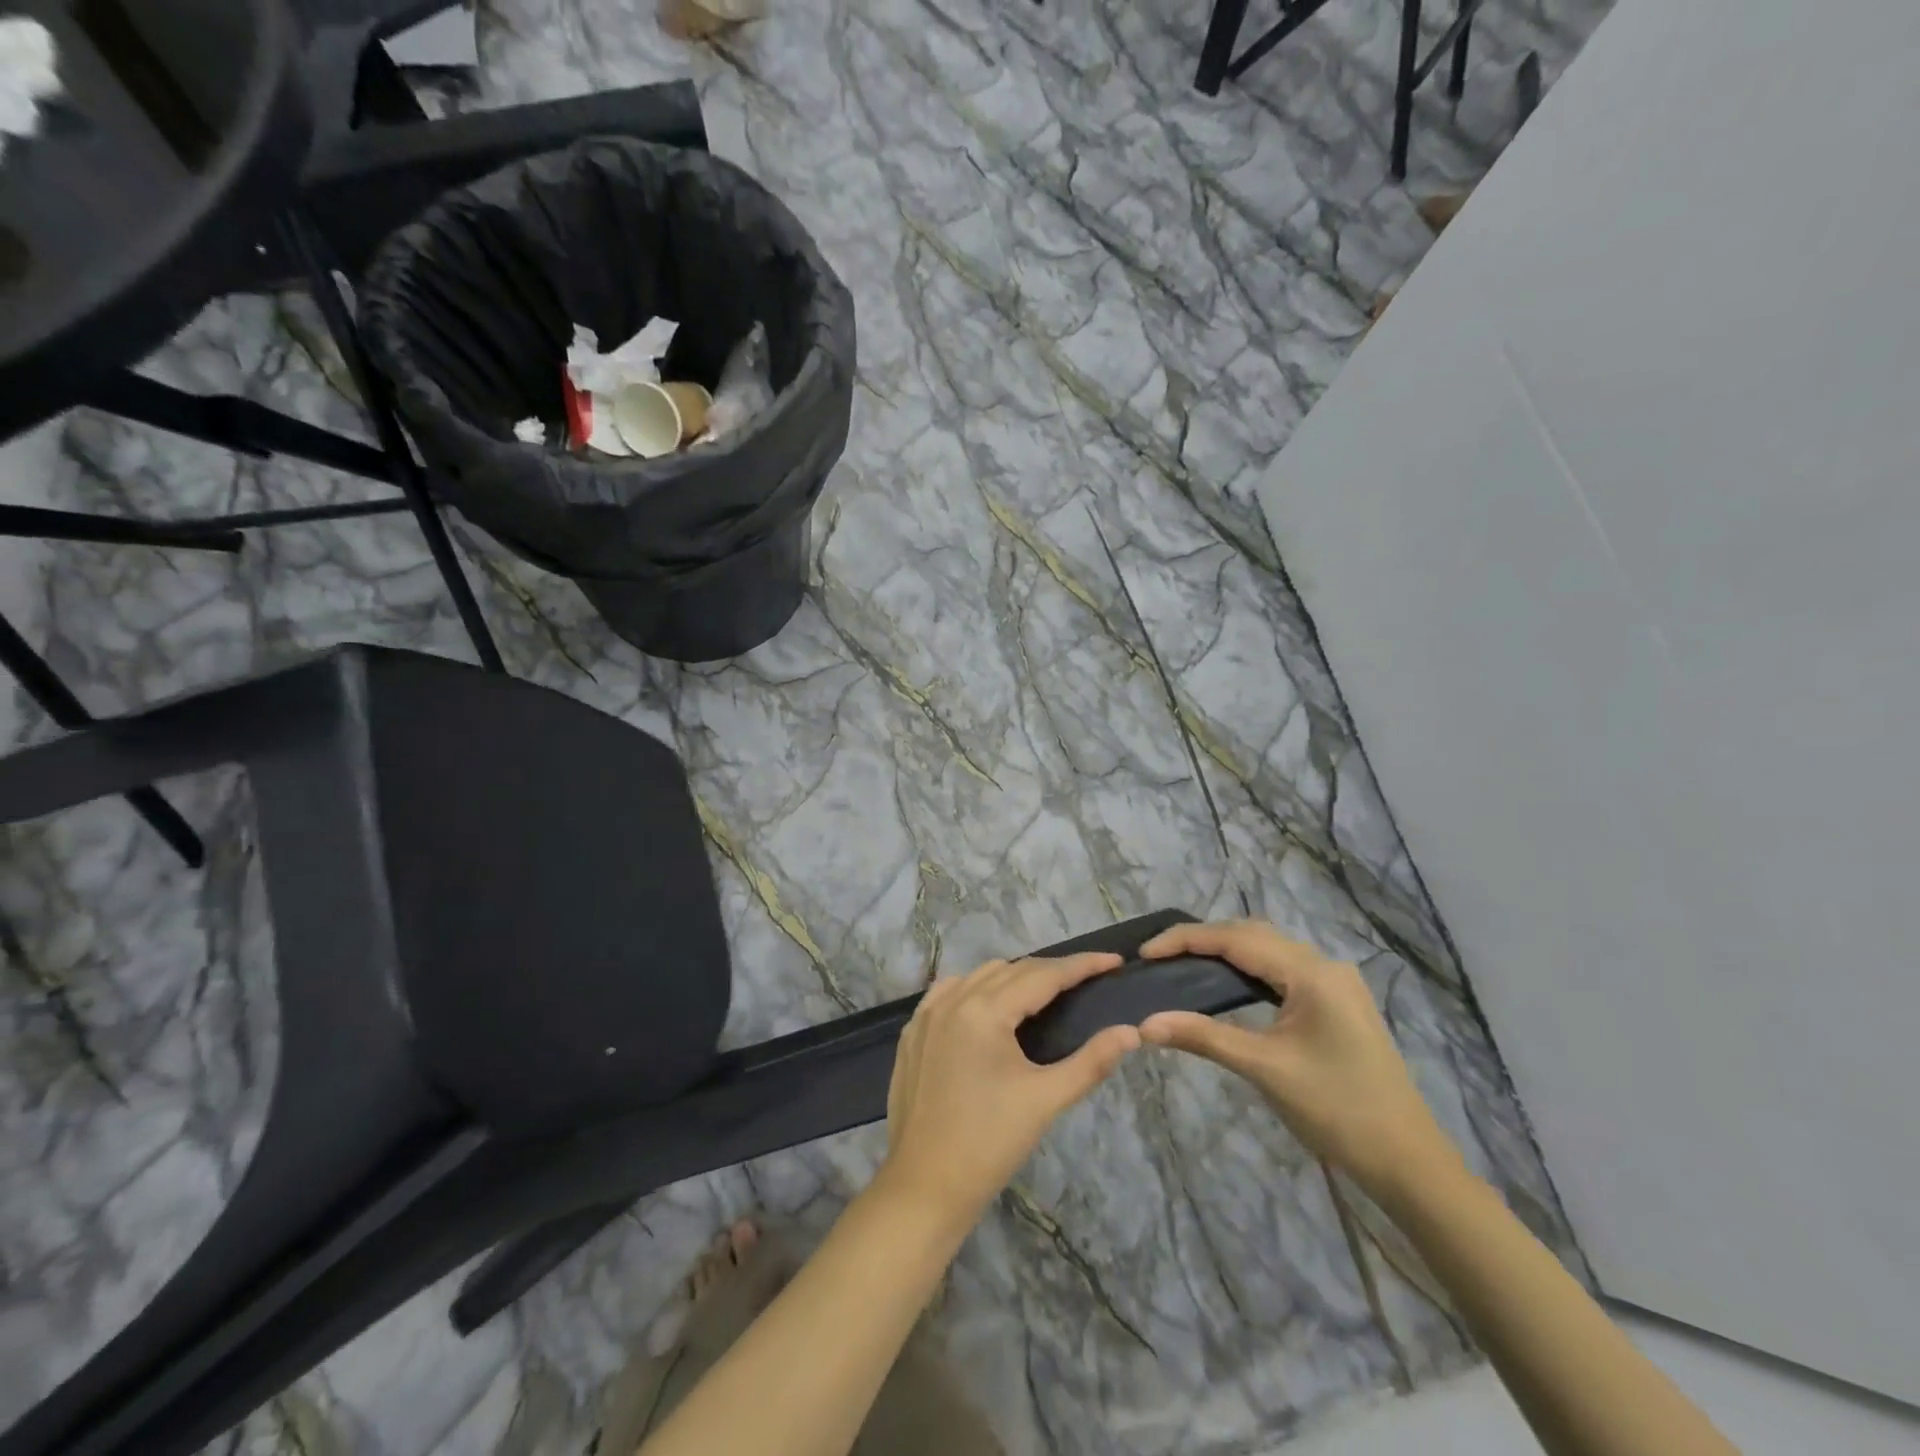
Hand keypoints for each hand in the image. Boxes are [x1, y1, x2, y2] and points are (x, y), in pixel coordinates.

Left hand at [881, 953, 1140, 1224]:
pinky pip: (950, 990)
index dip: (1081, 965)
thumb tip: (1131, 1032)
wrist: (924, 1186)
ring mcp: (927, 1013)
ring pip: (980, 976)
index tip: (1113, 961)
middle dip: (1052, 971)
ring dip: (1015, 977)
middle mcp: (952, 999)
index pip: (1042, 975)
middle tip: (1087, 979)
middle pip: (1012, 970)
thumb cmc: (989, 1144)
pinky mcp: (913, 1031)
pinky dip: (977, 988)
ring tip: (1046, 992)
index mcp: (984, 1011)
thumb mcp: (1045, 1100)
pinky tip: (991, 1003)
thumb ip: (1091, 1062)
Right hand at [1138, 920, 1461, 1199]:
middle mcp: (1324, 965)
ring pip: (1267, 949)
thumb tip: (1145, 1024)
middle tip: (1158, 957)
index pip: (1236, 938)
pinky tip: (1224, 982)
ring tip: (1181, 964)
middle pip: (1252, 934)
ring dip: (1224, 950)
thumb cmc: (1337, 1111)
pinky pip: (1281, 969)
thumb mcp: (1264, 1069)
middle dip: (1202, 939)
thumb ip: (1203, 1037)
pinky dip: (1246, 968)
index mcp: (1311, 973)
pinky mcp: (1336, 1002)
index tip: (1145, 952)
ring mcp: (1334, 982)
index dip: (1186, 939)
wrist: (1408, 1162)